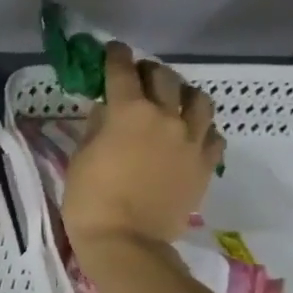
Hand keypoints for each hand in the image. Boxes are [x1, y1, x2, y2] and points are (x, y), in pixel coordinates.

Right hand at [61, 40, 223, 251]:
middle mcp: (166, 117)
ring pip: (198, 99)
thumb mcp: (81, 158)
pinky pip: (212, 134)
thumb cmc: (90, 200)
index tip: (111, 51)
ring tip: (172, 101)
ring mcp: (191, 140)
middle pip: (163, 78)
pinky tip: (189, 135)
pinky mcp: (205, 164)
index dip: (115, 57)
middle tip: (137, 77)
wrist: (126, 242)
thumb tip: (106, 110)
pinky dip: (200, 127)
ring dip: (182, 94)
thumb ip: (96, 127)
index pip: (122, 71)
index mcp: (129, 112)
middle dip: (148, 71)